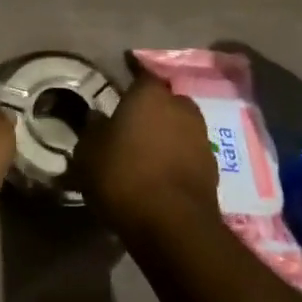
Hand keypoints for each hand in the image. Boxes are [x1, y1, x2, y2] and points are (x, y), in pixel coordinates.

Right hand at [72, 72, 219, 238]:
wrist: (173, 226)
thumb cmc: (124, 177)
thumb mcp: (88, 154)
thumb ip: (92, 130)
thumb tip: (97, 119)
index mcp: (149, 94)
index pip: (141, 74)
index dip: (131, 79)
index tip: (121, 88)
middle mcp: (180, 107)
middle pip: (165, 101)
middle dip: (152, 110)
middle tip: (132, 126)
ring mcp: (201, 137)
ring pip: (180, 127)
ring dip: (167, 136)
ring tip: (147, 154)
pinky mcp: (213, 169)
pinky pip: (189, 154)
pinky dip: (178, 160)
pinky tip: (162, 176)